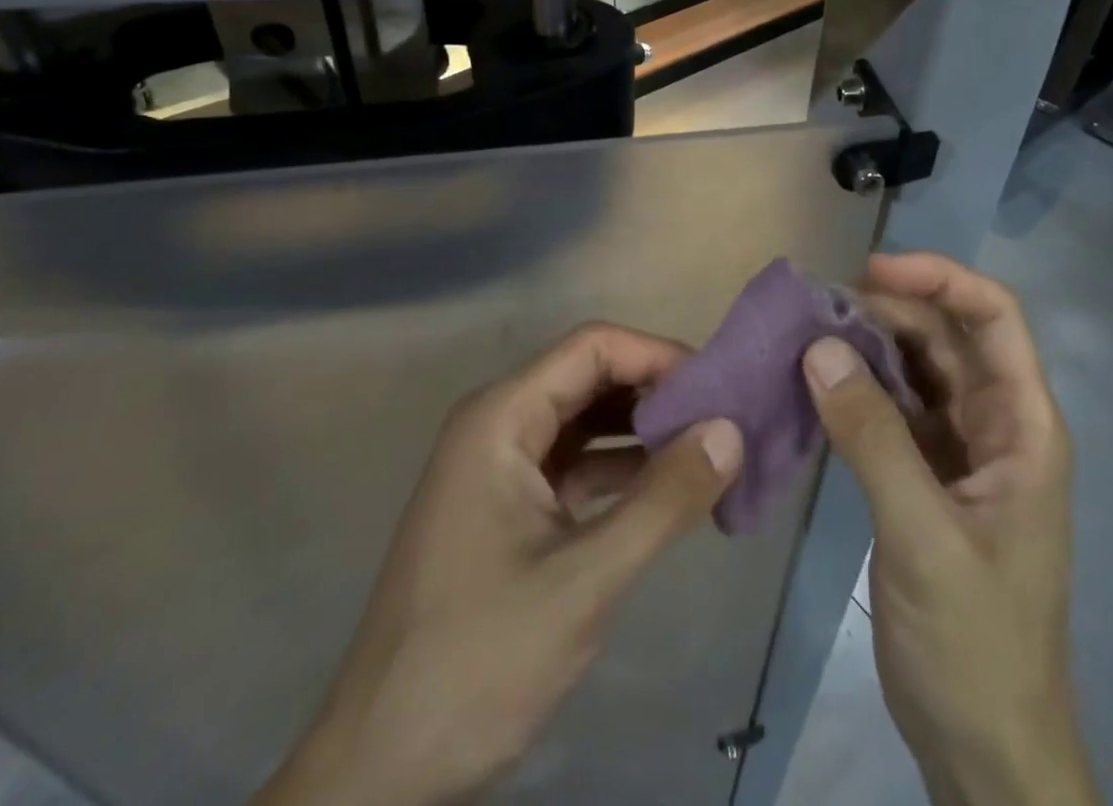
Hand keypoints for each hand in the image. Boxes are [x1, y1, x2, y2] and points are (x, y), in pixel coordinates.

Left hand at [255, 324, 743, 805]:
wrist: (381, 771)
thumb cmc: (477, 662)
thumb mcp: (583, 581)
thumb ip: (662, 501)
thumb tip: (731, 431)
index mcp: (501, 417)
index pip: (592, 348)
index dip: (657, 356)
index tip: (719, 389)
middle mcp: (498, 425)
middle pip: (590, 379)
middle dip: (657, 393)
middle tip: (726, 421)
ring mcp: (502, 468)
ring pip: (587, 422)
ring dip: (645, 433)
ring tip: (711, 452)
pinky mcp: (510, 509)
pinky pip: (577, 466)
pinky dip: (624, 472)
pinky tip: (671, 492)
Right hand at [803, 253, 1097, 805]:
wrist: (983, 747)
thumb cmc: (975, 643)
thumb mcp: (923, 536)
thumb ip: (873, 437)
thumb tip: (818, 346)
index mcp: (1024, 427)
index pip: (995, 319)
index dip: (940, 279)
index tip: (871, 271)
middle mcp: (996, 424)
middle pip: (946, 336)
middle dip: (887, 309)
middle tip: (815, 308)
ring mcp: (960, 449)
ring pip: (914, 368)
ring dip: (865, 345)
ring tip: (805, 335)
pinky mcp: (925, 474)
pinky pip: (891, 407)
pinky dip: (855, 387)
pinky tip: (814, 383)